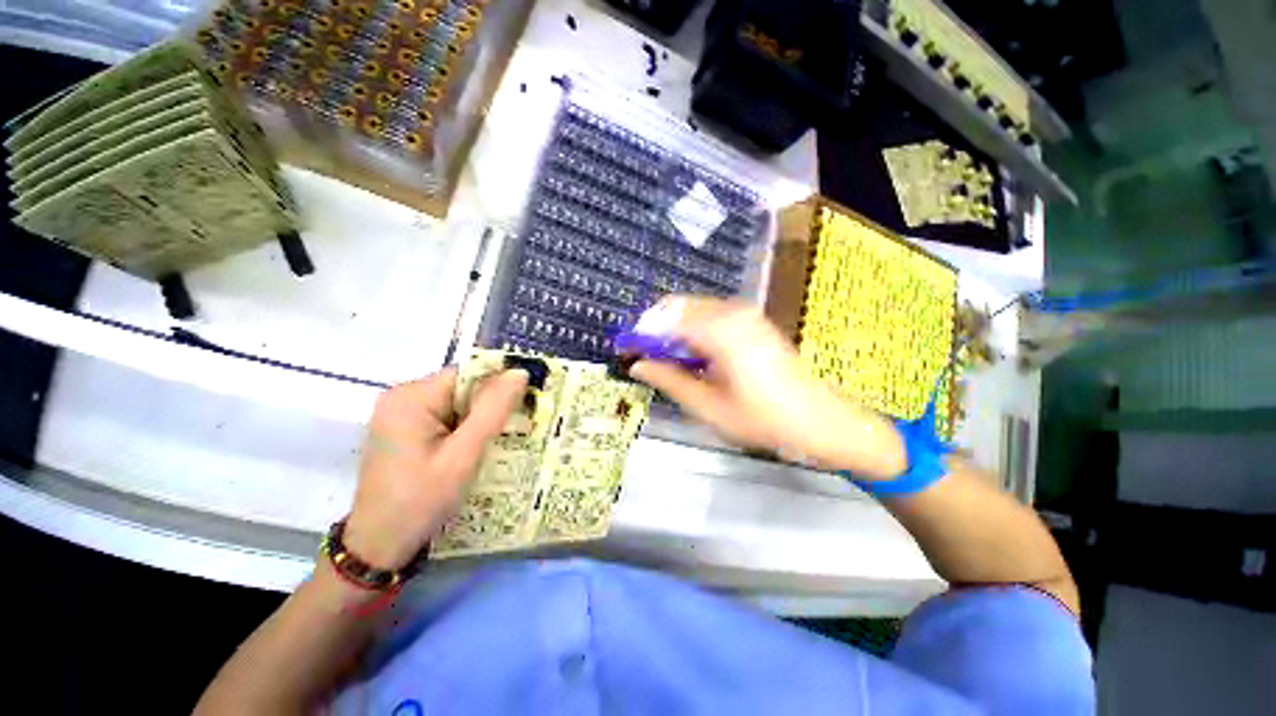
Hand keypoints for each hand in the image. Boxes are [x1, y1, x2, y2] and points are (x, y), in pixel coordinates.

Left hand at [344, 368, 528, 568]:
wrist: (379, 546)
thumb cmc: (420, 501)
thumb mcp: (463, 455)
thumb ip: (493, 410)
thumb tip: (519, 372)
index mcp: (411, 397)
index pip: (468, 375)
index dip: (498, 387)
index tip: (523, 407)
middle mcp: (402, 397)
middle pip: (462, 388)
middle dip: (488, 407)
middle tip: (510, 432)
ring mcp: (401, 413)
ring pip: (457, 403)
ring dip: (478, 420)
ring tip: (493, 444)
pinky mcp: (404, 429)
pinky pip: (446, 417)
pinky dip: (464, 429)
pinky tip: (473, 450)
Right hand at [629, 297, 906, 478]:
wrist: (819, 420)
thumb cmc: (764, 420)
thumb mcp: (709, 407)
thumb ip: (669, 380)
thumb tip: (638, 365)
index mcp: (721, 333)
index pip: (665, 321)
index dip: (641, 334)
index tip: (626, 351)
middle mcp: (732, 313)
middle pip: (677, 307)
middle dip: (656, 329)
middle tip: (645, 358)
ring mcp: (745, 314)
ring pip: (693, 309)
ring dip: (673, 330)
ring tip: (668, 361)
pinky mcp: (752, 321)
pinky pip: (710, 315)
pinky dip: (692, 330)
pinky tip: (694, 356)